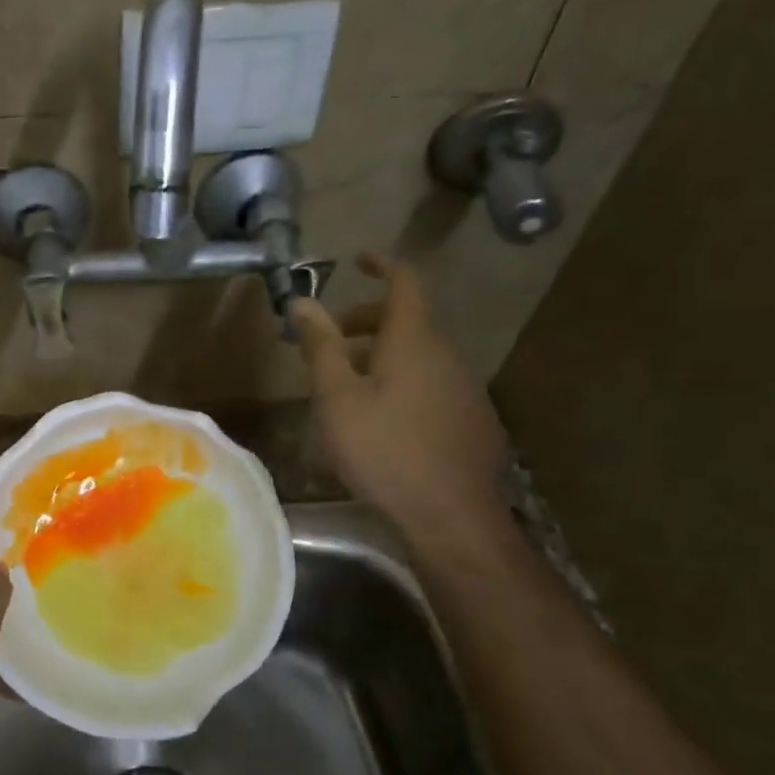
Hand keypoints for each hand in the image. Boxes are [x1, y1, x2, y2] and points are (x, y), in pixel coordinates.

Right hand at [288, 253, 510, 546]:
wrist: (452, 516)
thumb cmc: (385, 450)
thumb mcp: (338, 398)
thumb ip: (321, 346)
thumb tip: (302, 301)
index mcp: (414, 341)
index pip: (405, 282)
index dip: (382, 264)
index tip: (358, 258)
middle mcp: (447, 355)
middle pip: (408, 319)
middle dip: (367, 319)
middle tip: (329, 338)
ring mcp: (465, 387)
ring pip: (419, 353)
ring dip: (382, 353)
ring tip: (347, 382)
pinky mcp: (472, 418)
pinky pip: (432, 381)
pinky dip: (403, 378)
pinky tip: (383, 416)